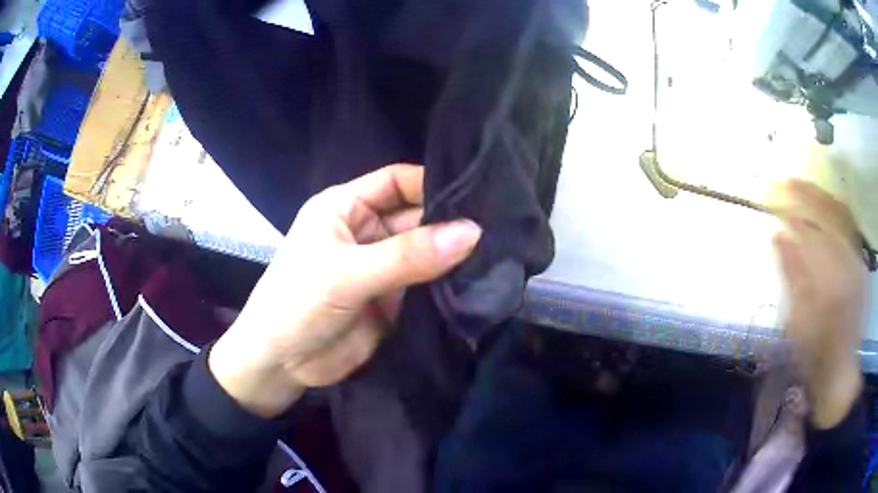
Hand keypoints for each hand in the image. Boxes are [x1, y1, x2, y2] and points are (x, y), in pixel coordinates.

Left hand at [209, 165, 481, 417]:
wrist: (280, 364)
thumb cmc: (297, 303)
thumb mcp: (348, 273)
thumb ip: (408, 255)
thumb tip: (472, 232)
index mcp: (346, 208)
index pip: (397, 181)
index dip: (433, 181)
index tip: (481, 190)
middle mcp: (366, 231)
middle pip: (417, 216)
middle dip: (452, 221)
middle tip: (502, 225)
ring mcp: (381, 267)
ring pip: (426, 252)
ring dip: (454, 254)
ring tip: (502, 251)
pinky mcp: (392, 299)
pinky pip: (426, 284)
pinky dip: (449, 283)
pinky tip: (483, 281)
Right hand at [772, 179, 867, 428]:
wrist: (840, 371)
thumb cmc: (815, 353)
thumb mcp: (797, 321)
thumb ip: (791, 275)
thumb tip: (778, 235)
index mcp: (831, 280)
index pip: (810, 231)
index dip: (791, 211)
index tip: (773, 198)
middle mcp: (848, 263)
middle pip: (828, 214)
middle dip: (806, 194)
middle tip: (785, 181)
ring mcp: (857, 261)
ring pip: (841, 216)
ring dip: (821, 196)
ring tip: (803, 185)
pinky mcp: (861, 263)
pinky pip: (849, 227)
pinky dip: (836, 210)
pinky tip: (826, 203)